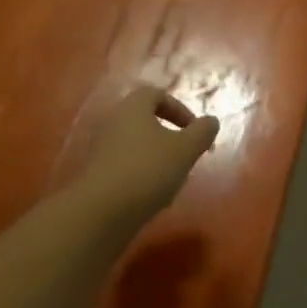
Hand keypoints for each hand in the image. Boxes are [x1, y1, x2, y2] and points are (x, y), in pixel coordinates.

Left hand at [70, 85, 219, 222]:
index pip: (156, 94)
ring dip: (156, 157)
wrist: (99, 213)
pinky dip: (140, 175)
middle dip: (169, 136)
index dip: (179, 109)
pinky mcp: (95, 175)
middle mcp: (113, 122)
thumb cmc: (147, 170)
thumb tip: (211, 121)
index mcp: (133, 108)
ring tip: (171, 179)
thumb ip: (202, 132)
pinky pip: (123, 166)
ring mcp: (100, 149)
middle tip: (185, 155)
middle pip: (144, 120)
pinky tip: (151, 196)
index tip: (194, 131)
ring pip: (135, 145)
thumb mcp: (185, 150)